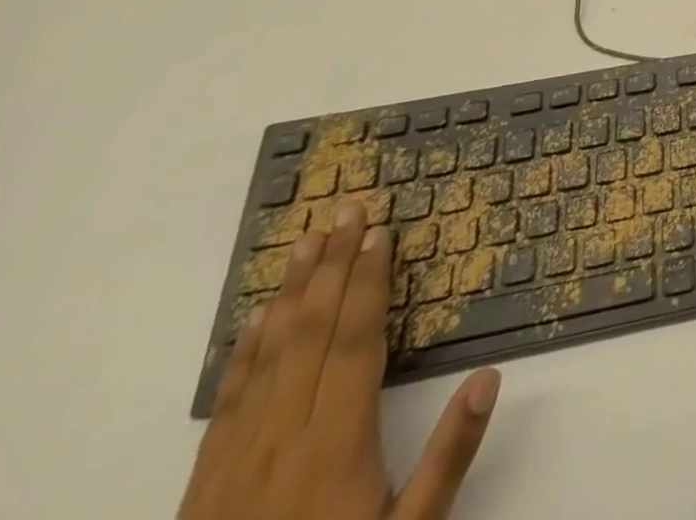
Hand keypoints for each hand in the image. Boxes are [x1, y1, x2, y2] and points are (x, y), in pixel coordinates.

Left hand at [179, 199, 499, 519]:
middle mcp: (283, 439)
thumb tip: (489, 376)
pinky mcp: (206, 487)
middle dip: (334, 267)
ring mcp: (237, 462)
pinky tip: (256, 322)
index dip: (369, 283)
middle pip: (310, 335)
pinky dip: (244, 354)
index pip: (354, 342)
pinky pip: (227, 405)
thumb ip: (448, 457)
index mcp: (336, 444)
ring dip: (291, 294)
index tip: (380, 233)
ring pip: (267, 358)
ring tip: (307, 242)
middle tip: (349, 209)